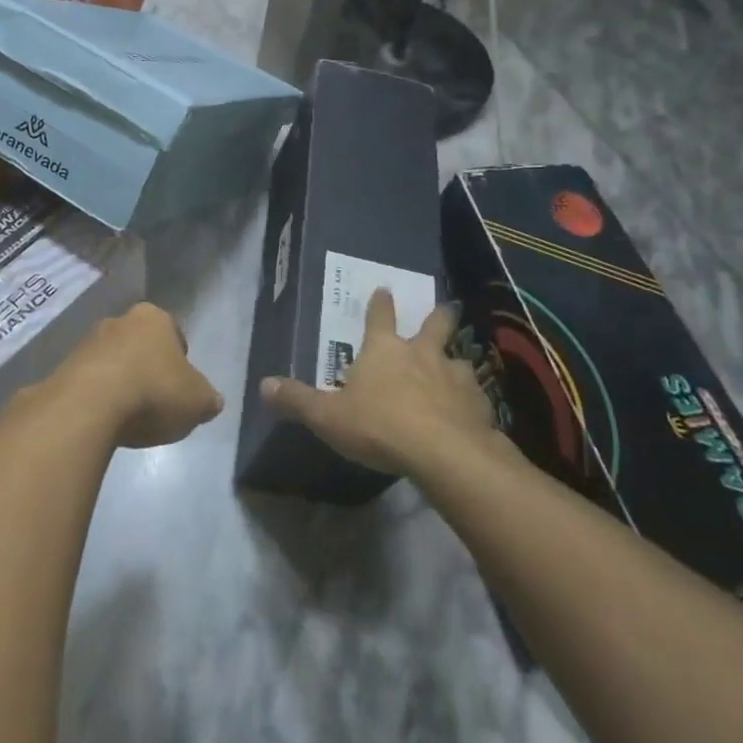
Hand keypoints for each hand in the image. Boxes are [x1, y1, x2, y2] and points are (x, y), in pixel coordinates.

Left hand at [57, 303, 223, 449]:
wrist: (88, 407)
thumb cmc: (153, 392)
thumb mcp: (197, 402)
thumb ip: (207, 399)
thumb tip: (212, 401)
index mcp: (154, 318)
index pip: (173, 333)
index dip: (179, 359)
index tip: (180, 385)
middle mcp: (119, 321)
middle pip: (139, 344)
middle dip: (146, 367)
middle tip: (155, 400)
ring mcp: (87, 342)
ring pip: (112, 361)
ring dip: (119, 382)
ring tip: (128, 416)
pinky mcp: (63, 368)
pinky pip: (88, 382)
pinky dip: (97, 397)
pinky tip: (103, 421)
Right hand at [261, 289, 496, 475]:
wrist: (443, 452)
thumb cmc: (380, 425)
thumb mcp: (328, 416)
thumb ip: (298, 400)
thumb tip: (263, 385)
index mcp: (385, 350)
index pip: (380, 317)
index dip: (380, 303)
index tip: (384, 289)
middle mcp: (422, 354)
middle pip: (435, 324)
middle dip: (439, 315)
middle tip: (446, 308)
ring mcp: (455, 376)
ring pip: (459, 358)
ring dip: (456, 361)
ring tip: (457, 369)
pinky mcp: (478, 403)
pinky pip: (475, 395)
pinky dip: (471, 399)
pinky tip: (471, 411)